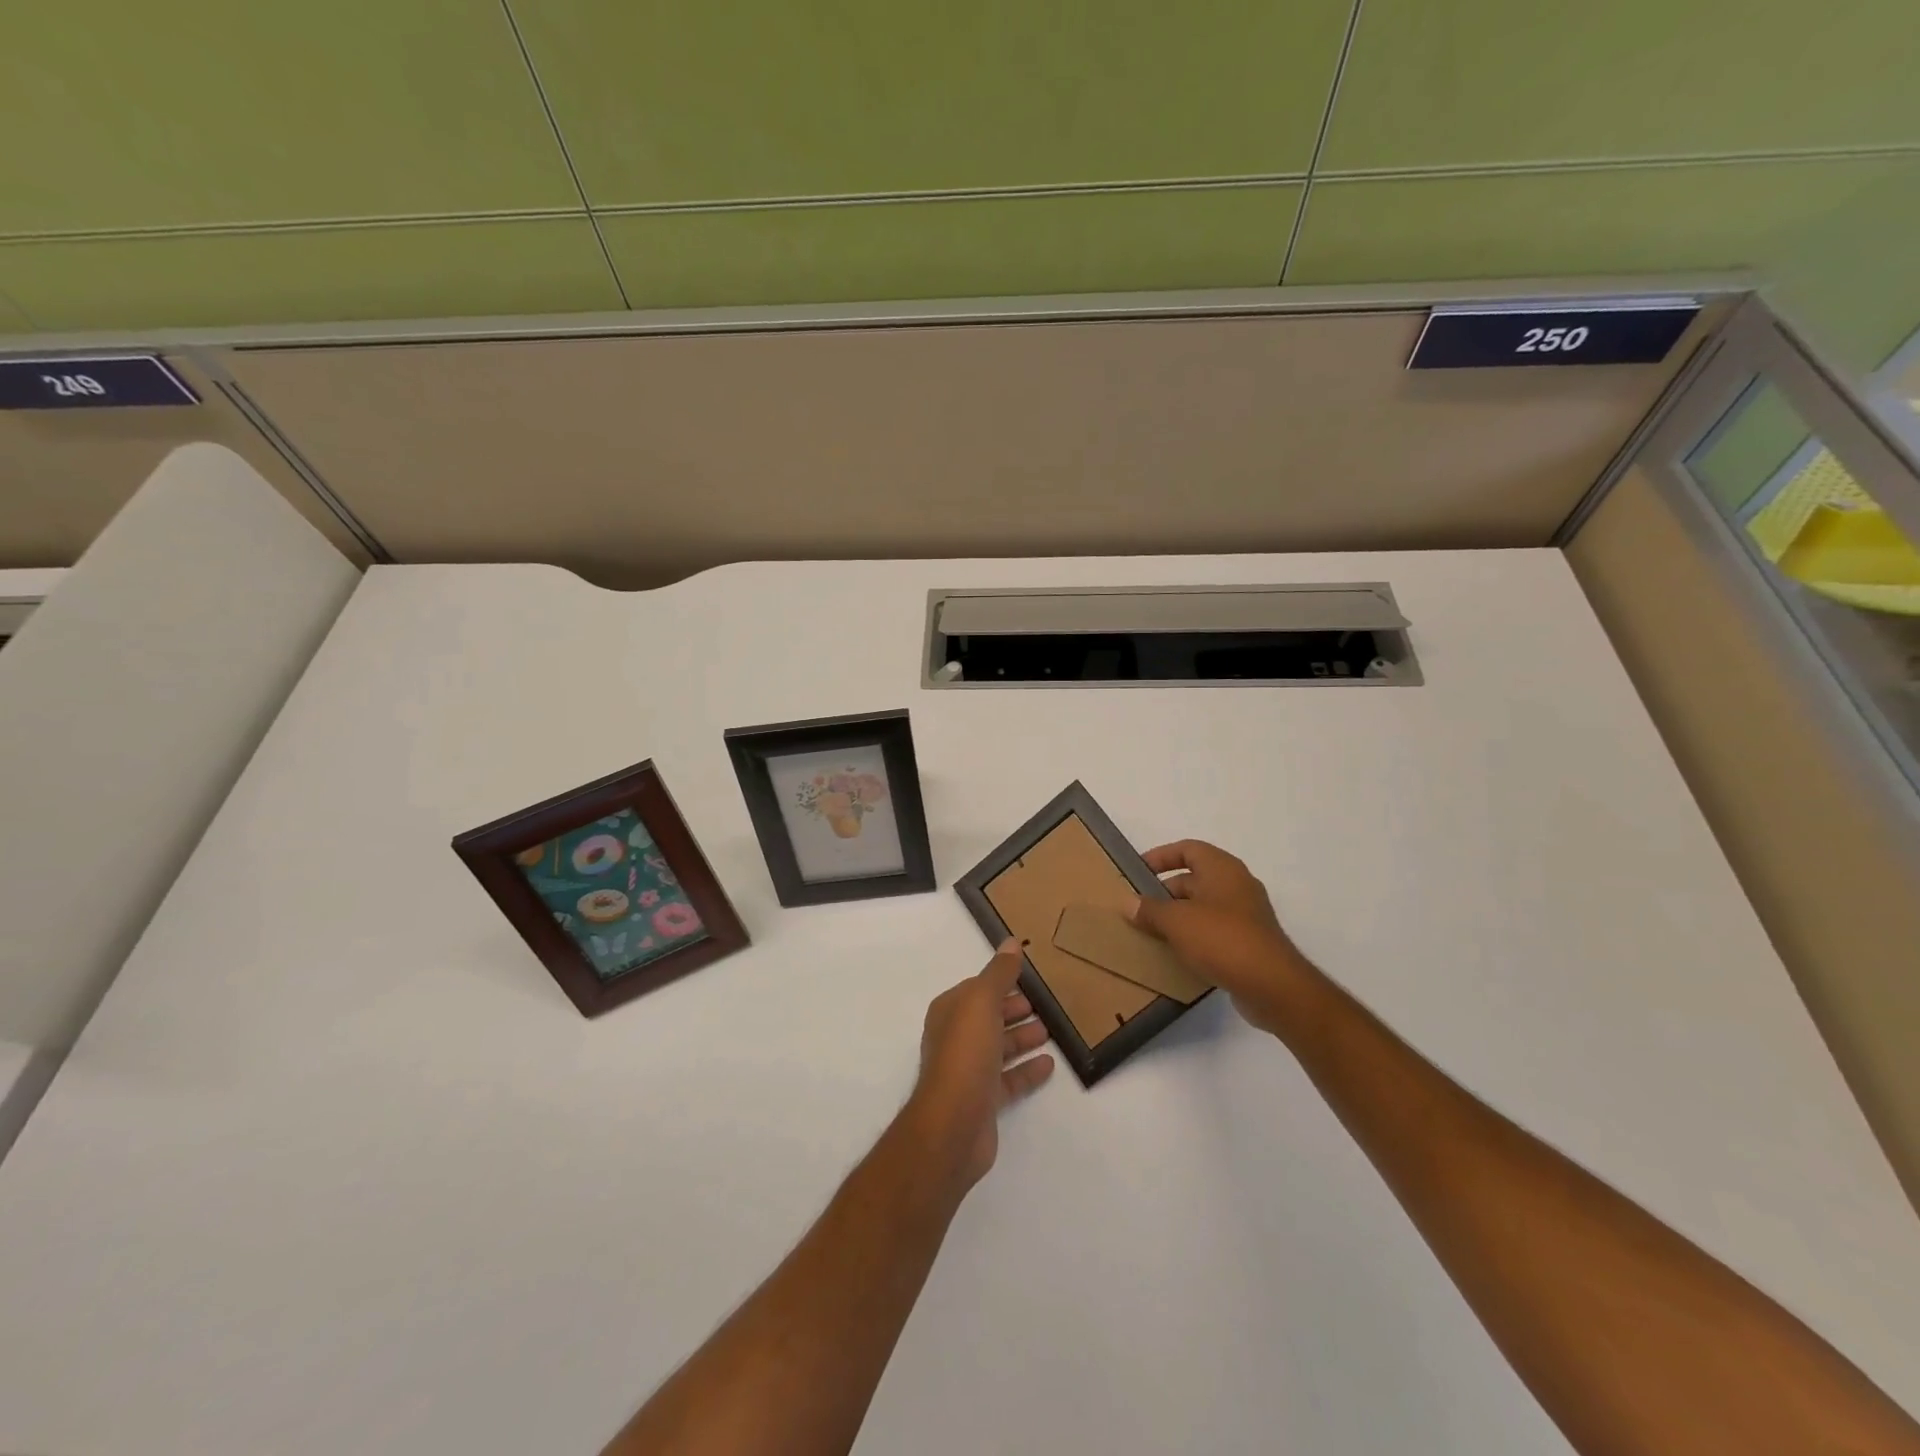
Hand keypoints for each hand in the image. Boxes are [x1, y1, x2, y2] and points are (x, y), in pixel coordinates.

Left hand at [906, 940, 1054, 1189]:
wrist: (953, 1125)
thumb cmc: (965, 1054)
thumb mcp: (982, 1002)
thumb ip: (999, 973)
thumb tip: (1011, 942)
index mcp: (950, 1011)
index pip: (978, 989)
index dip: (1001, 982)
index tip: (1029, 978)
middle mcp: (955, 1038)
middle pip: (989, 1017)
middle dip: (1013, 1009)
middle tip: (1045, 1003)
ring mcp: (968, 1071)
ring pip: (999, 1047)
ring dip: (1022, 1037)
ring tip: (1051, 1030)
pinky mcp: (983, 1100)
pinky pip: (1009, 1079)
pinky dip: (1027, 1070)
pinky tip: (1049, 1064)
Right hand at [1127, 840, 1318, 1037]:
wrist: (1272, 985)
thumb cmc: (1222, 939)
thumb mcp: (1177, 921)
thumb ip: (1150, 910)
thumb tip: (1127, 903)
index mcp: (1222, 868)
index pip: (1187, 849)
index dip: (1160, 856)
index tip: (1137, 872)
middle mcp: (1237, 885)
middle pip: (1194, 878)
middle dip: (1165, 892)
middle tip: (1140, 909)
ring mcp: (1247, 914)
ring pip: (1203, 907)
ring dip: (1178, 917)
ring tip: (1152, 933)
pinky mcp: (1250, 942)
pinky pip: (1215, 931)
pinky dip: (1195, 937)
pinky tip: (1177, 954)